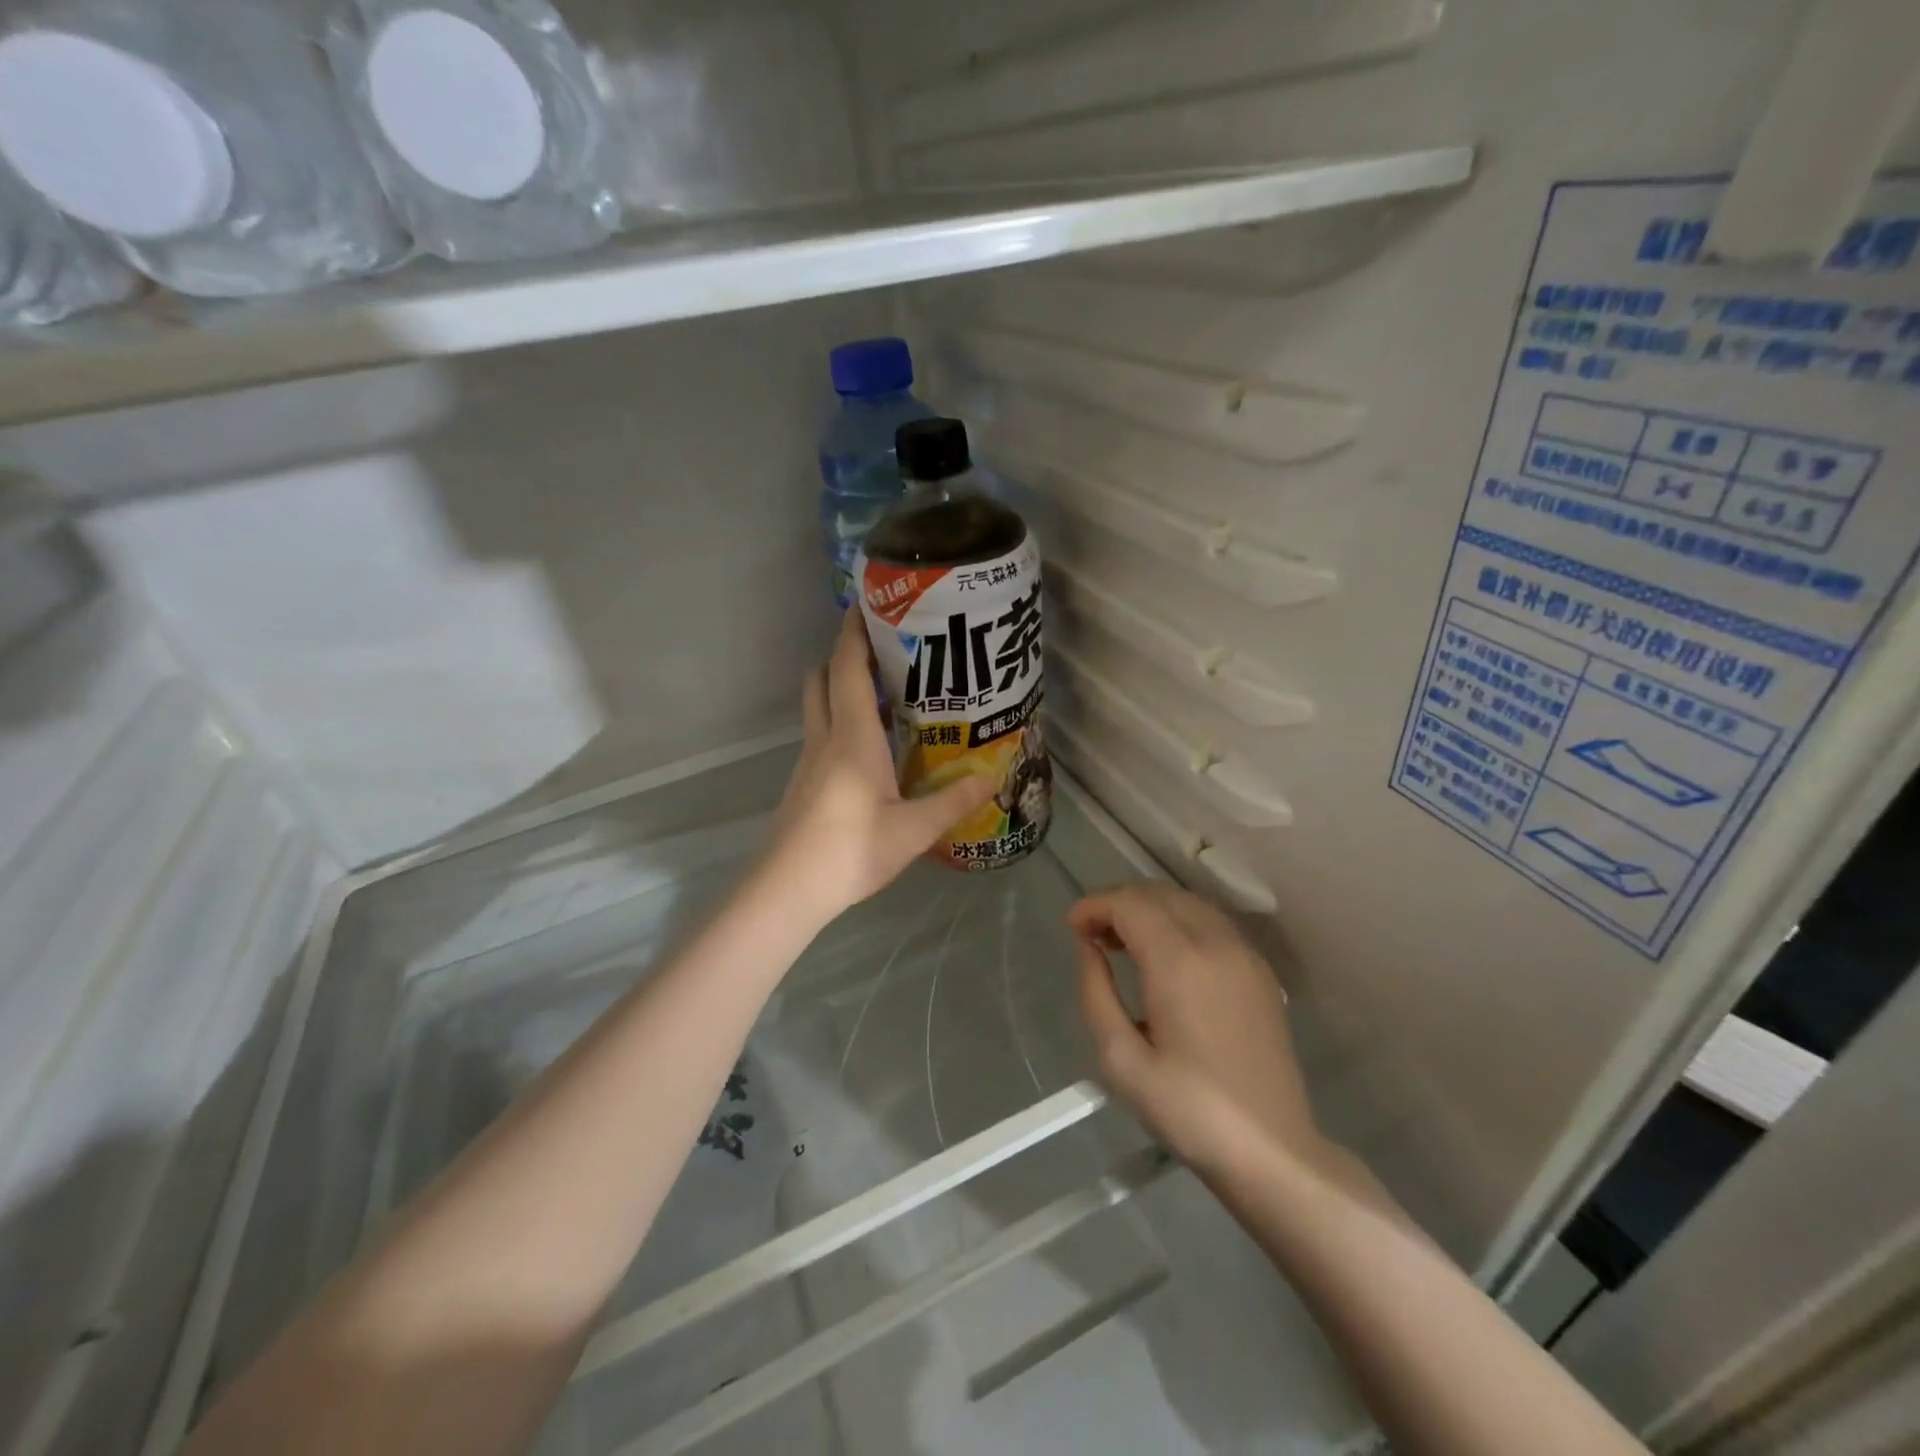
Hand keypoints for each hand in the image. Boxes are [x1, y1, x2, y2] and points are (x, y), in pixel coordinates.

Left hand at [763, 610, 994, 922]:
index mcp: (851, 738)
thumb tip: (993, 777)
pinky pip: (823, 735)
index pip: (847, 668)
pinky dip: (842, 722)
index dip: (854, 633)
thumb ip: (953, 802)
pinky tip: (872, 748)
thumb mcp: (913, 830)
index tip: (869, 605)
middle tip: (886, 651)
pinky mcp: (804, 783)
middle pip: (824, 678)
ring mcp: (809, 762)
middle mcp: (825, 739)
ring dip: (843, 688)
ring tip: (886, 693)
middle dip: (846, 655)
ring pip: (820, 707)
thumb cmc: (851, 851)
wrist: (788, 890)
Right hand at [1071, 882, 1320, 1174]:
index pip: (1130, 904)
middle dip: (1119, 903)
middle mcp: (1215, 944)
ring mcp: (1244, 955)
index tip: (1072, 926)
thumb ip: (1097, 993)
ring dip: (1150, 909)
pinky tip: (1165, 955)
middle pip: (1159, 895)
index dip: (1095, 906)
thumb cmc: (1188, 1111)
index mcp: (1179, 962)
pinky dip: (1180, 921)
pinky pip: (1212, 924)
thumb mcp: (1121, 1060)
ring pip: (1188, 903)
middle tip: (1091, 933)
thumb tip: (1089, 949)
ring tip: (1122, 942)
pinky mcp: (1261, 972)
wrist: (1271, 1150)